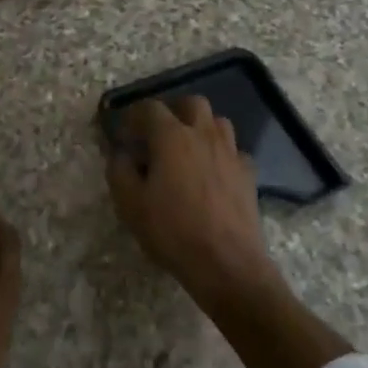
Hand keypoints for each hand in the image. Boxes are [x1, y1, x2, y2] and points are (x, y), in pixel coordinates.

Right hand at [104, 96, 281, 309]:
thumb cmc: (173, 231)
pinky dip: (222, 155)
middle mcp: (203, 134)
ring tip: (188, 149)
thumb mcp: (130, 204)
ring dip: (201, 128)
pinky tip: (214, 173)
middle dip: (174, 111)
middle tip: (160, 134)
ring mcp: (230, 152)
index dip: (134, 115)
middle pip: (191, 103)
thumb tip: (120, 153)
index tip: (125, 133)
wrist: (227, 264)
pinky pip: (234, 151)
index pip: (150, 108)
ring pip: (218, 122)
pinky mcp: (248, 174)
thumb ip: (119, 170)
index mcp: (172, 137)